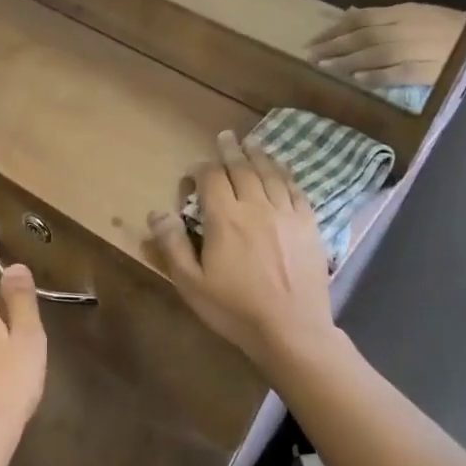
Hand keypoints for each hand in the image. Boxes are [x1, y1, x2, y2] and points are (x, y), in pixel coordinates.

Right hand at [148, 132, 334, 372]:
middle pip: (242, 169)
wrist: (291, 329)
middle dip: (231, 151)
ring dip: (259, 155)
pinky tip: (281, 170)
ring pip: (270, 174)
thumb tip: (156, 213)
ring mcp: (286, 214)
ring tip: (252, 143)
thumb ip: (173, 245)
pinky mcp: (309, 225)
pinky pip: (295, 190)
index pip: (211, 179)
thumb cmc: (234, 310)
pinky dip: (285, 174)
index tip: (195, 168)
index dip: (201, 168)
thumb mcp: (191, 283)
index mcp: (225, 219)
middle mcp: (256, 207)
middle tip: (226, 136)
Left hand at [306, 3, 463, 89]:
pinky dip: (374, 76)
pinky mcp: (424, 69)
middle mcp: (405, 28)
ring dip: (345, 61)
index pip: (361, 19)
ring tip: (324, 68)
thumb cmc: (448, 27)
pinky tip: (357, 80)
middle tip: (310, 55)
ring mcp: (415, 48)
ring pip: (373, 54)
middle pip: (362, 36)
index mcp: (403, 12)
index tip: (314, 40)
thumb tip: (351, 16)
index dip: (334, 30)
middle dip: (333, 46)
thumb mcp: (416, 13)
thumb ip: (384, 17)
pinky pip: (394, 73)